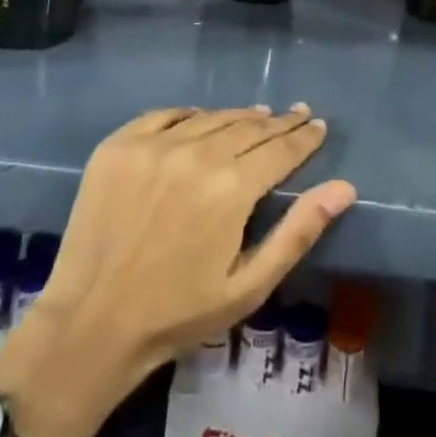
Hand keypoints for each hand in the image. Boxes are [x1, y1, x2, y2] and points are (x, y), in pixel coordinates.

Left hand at [0, 105, 354, 436]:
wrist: (90, 323)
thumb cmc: (178, 313)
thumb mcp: (248, 285)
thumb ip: (298, 231)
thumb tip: (344, 187)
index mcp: (232, 188)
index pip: (281, 149)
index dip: (304, 136)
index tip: (318, 124)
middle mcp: (197, 153)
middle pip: (249, 127)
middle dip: (278, 122)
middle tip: (296, 112)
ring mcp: (154, 144)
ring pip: (211, 117)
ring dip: (239, 116)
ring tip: (258, 115)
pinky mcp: (120, 144)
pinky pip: (166, 115)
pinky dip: (191, 114)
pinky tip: (201, 118)